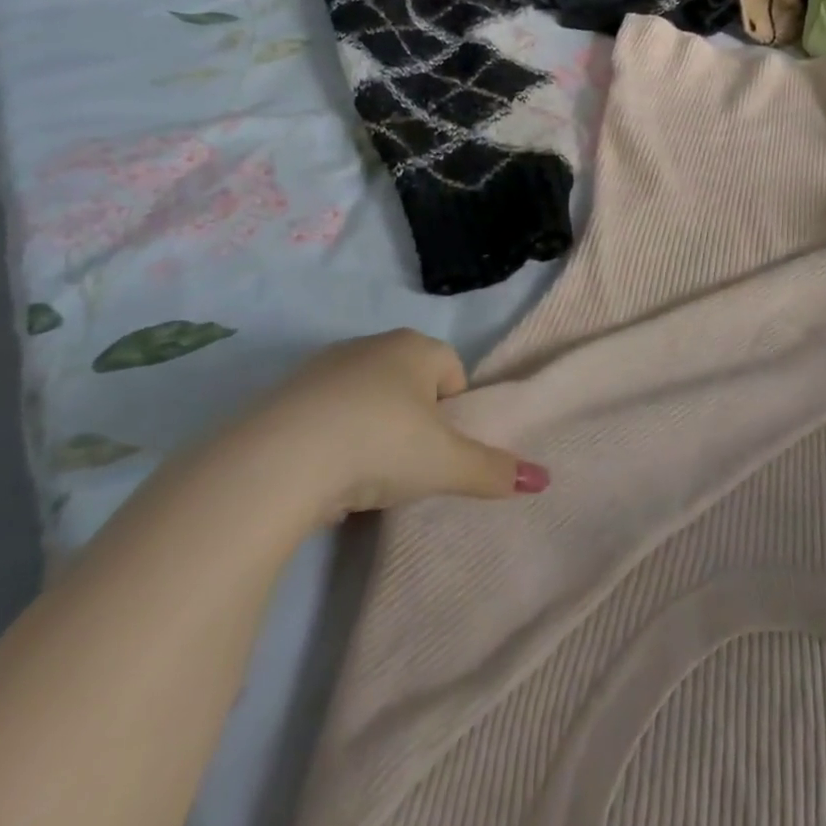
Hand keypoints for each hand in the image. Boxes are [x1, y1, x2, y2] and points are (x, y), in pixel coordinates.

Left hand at [238, 329, 548, 526]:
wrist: (281, 458)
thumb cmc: (381, 445)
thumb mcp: (445, 464)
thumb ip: (493, 470)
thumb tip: (544, 480)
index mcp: (415, 347)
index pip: (451, 370)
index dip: (453, 411)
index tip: (439, 449)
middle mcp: (371, 345)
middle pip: (408, 381)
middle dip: (413, 419)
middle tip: (407, 464)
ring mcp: (324, 365)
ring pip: (365, 397)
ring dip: (371, 429)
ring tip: (363, 477)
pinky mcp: (285, 393)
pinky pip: (325, 413)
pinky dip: (332, 438)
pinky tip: (324, 475)